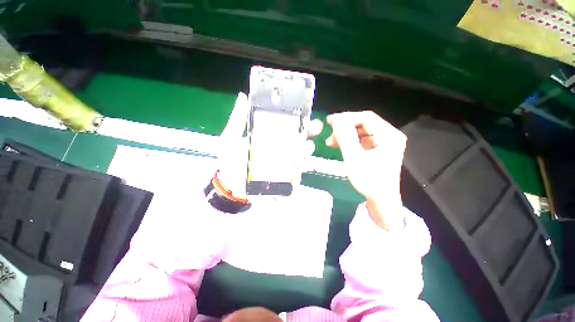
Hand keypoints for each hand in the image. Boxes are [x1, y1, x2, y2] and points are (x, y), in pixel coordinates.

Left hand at [218, 93, 322, 199]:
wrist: (229, 185)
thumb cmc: (229, 161)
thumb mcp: (230, 137)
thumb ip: (237, 119)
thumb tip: (243, 96)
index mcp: (268, 138)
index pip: (285, 127)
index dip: (296, 120)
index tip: (305, 113)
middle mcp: (277, 149)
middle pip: (296, 140)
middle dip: (307, 133)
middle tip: (314, 127)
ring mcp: (281, 164)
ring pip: (299, 155)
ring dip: (306, 150)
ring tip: (307, 146)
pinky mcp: (282, 177)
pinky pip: (295, 173)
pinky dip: (300, 168)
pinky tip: (302, 164)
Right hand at [326, 111, 405, 229]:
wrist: (381, 200)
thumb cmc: (369, 180)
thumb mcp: (354, 158)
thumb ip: (345, 137)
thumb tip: (336, 119)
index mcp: (389, 136)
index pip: (366, 118)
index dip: (346, 117)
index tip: (329, 122)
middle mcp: (389, 135)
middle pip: (364, 123)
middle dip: (344, 128)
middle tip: (330, 136)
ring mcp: (384, 142)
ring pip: (361, 131)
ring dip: (345, 135)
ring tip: (331, 143)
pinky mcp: (378, 148)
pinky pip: (361, 139)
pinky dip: (349, 141)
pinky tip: (340, 146)